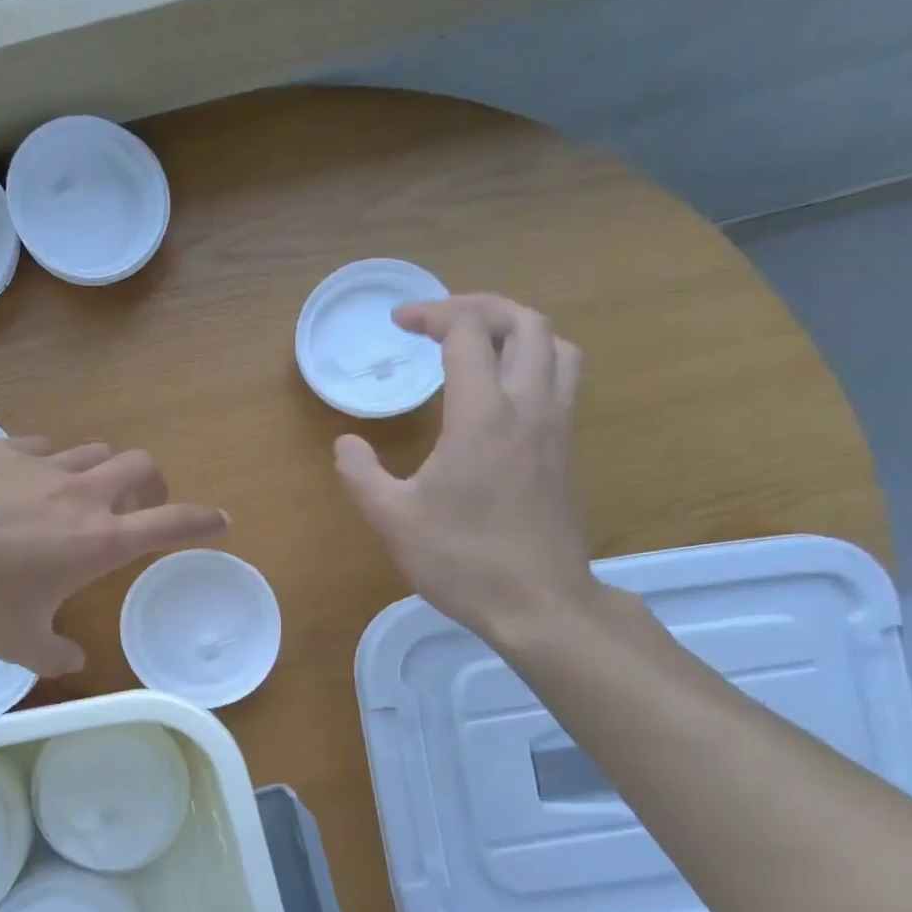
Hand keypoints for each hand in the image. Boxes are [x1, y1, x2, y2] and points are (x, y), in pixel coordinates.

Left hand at [0, 438, 227, 674]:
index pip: (171, 523)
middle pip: (140, 466)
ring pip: (91, 451)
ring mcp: (36, 464)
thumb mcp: (17, 644)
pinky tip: (18, 485)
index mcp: (95, 541)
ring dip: (98, 472)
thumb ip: (55, 655)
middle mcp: (77, 494)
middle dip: (153, 484)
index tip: (221, 521)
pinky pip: (39, 447)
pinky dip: (46, 464)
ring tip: (75, 498)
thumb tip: (73, 662)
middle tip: (139, 508)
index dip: (202, 521)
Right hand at [334, 294, 597, 641]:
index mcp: (482, 415)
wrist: (539, 604)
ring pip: (557, 346)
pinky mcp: (565, 450)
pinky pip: (562, 378)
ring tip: (478, 343)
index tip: (399, 324)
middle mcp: (528, 406)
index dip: (431, 315)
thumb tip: (346, 443)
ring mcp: (555, 427)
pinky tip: (501, 391)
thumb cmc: (462, 559)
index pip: (467, 333)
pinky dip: (534, 360)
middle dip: (479, 307)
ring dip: (517, 329)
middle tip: (439, 321)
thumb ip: (360, 473)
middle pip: (525, 322)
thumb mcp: (392, 519)